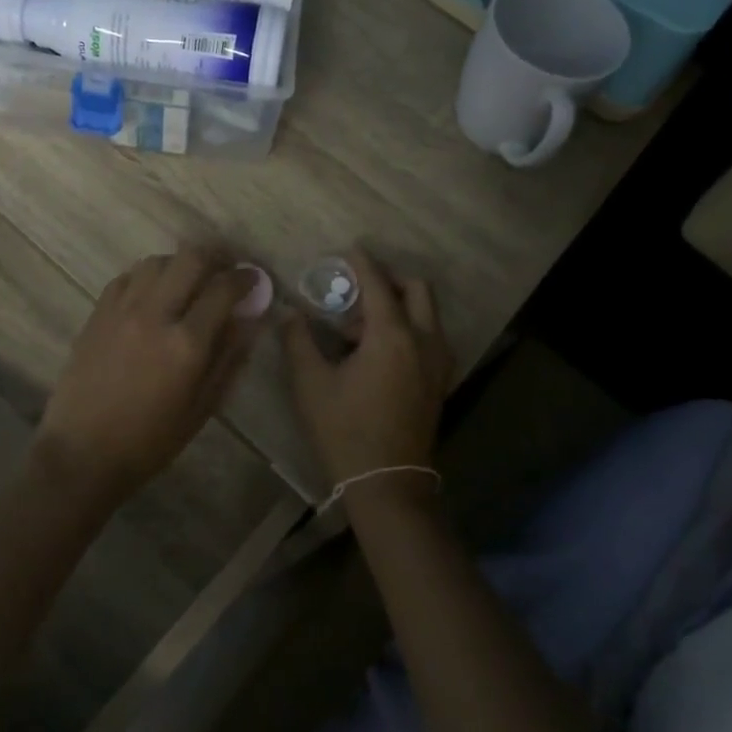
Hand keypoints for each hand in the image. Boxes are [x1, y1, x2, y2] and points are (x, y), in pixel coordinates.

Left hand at [35, 245, 261, 501]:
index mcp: (186, 343)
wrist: (82, 452)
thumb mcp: (201, 408)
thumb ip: (228, 359)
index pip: (223, 289)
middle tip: (225, 269)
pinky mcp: (97, 313)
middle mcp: (155, 314)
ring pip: (157, 261)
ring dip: (180, 264)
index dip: (245, 277)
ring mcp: (121, 310)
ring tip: (189, 282)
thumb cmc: (150, 441)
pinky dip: (147, 277)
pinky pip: (127, 277)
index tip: (253, 279)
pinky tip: (153, 295)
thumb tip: (249, 320)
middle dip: (216, 256)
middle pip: (190, 258)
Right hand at [281, 248, 454, 487]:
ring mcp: (438, 363)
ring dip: (398, 307)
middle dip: (389, 280)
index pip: (378, 285)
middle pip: (418, 290)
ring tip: (357, 330)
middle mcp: (424, 341)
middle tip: (356, 290)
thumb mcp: (311, 384)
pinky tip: (377, 352)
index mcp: (392, 337)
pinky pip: (430, 338)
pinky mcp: (440, 382)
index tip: (350, 249)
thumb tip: (290, 313)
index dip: (363, 263)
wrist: (387, 483)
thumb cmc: (344, 430)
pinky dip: (408, 329)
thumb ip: (298, 341)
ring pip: (427, 314)